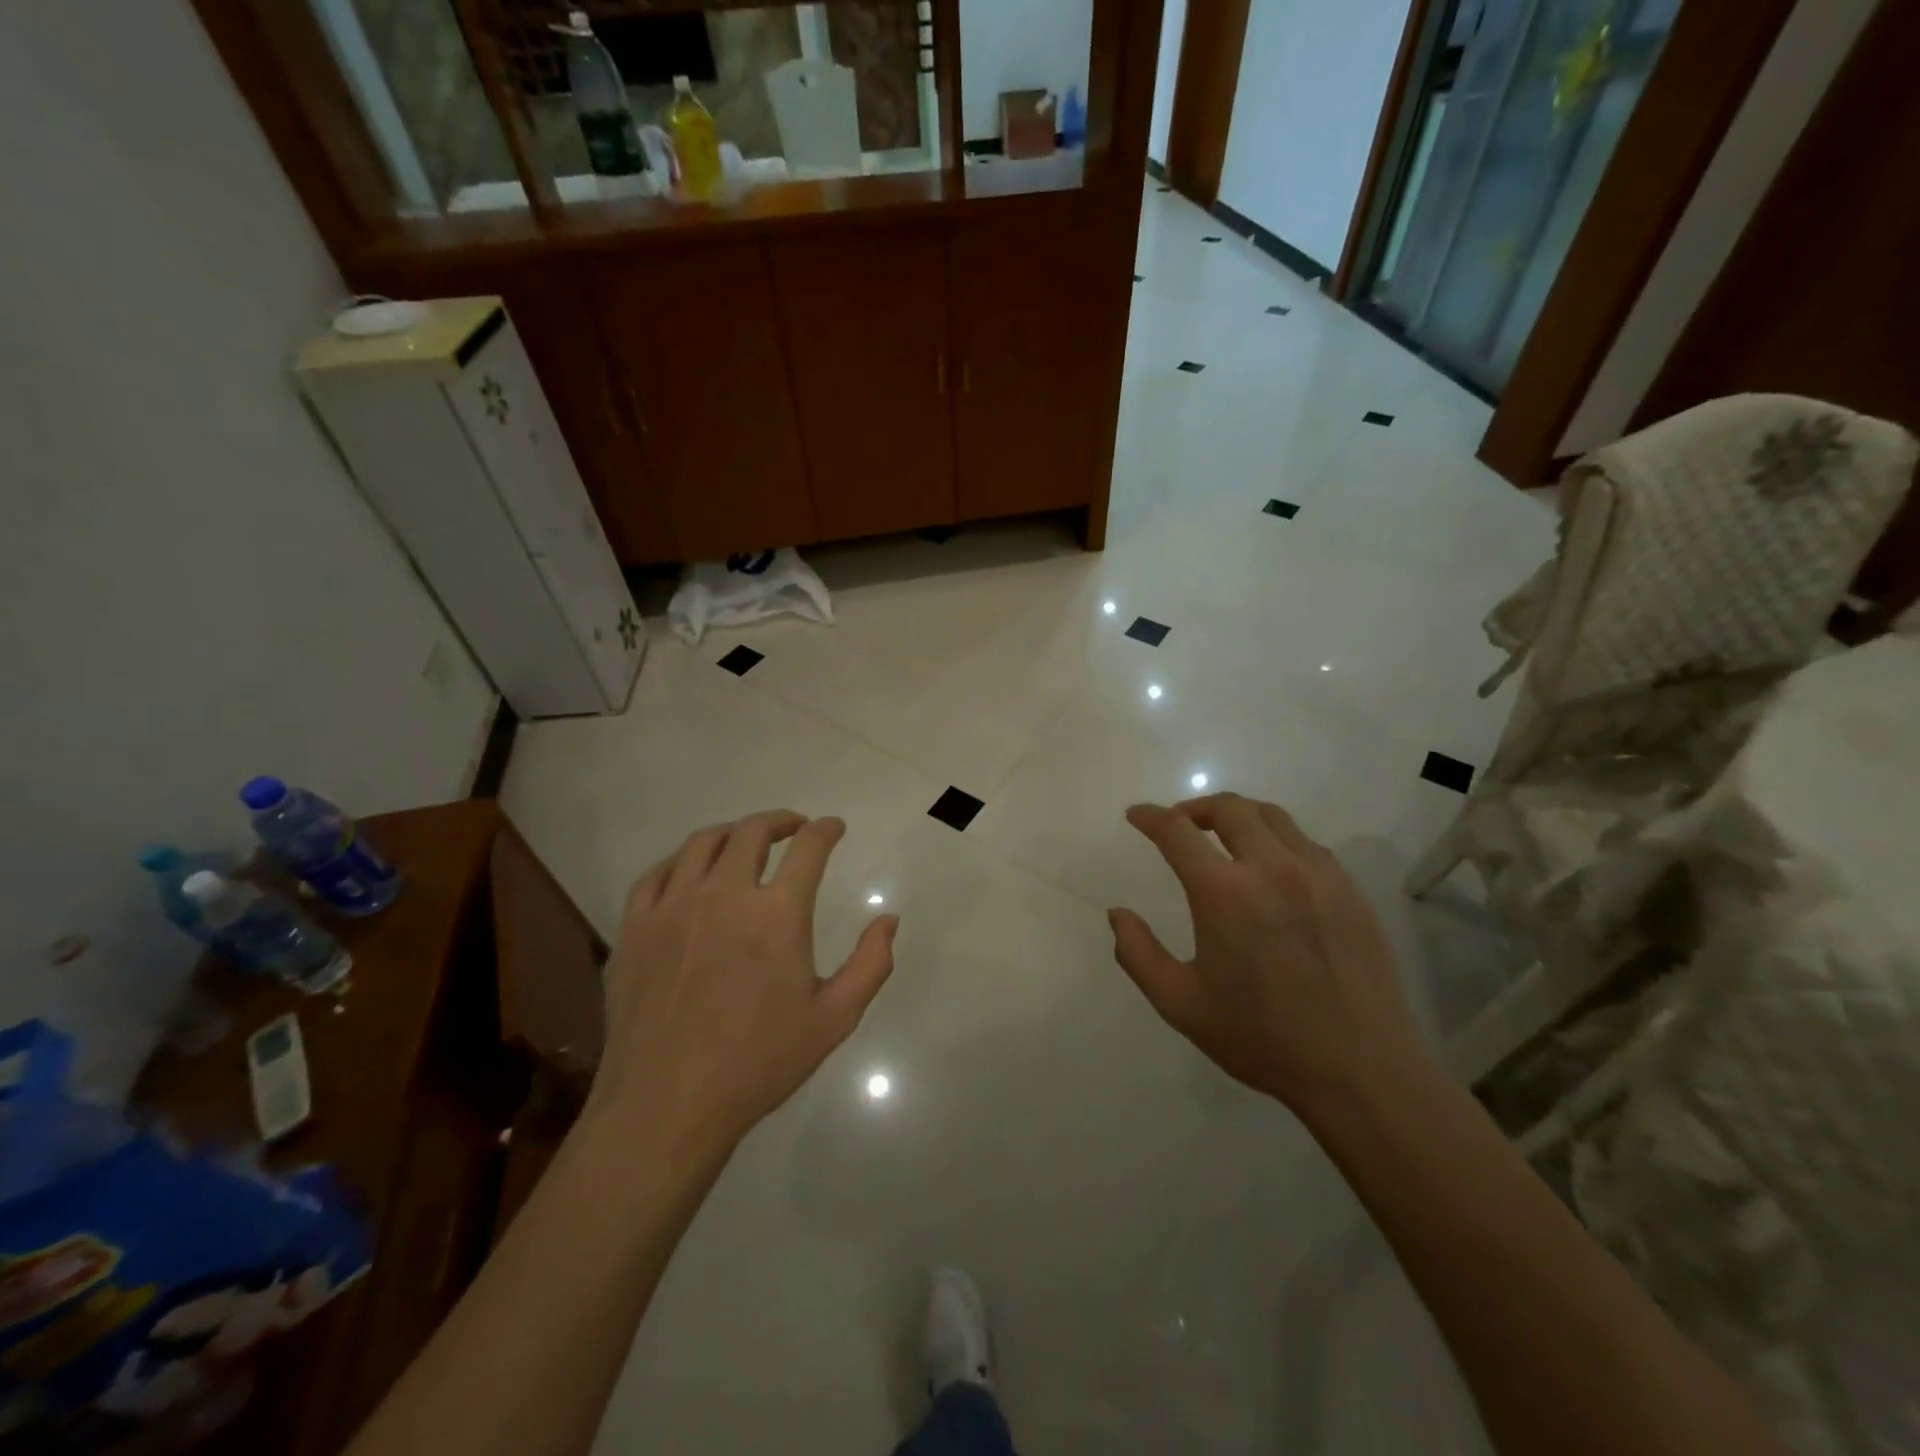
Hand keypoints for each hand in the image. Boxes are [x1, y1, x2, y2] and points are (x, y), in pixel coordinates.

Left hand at [585, 811, 898, 1159]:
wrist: (667, 1106)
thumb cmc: (758, 1063)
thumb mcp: (834, 1019)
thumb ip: (870, 964)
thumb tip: (889, 919)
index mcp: (777, 914)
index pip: (809, 848)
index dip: (826, 830)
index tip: (833, 828)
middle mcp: (724, 894)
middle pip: (752, 832)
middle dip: (780, 821)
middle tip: (793, 829)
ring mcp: (673, 907)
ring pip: (702, 843)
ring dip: (733, 832)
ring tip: (745, 842)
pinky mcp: (635, 927)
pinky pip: (657, 873)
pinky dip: (681, 860)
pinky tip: (690, 872)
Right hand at [1108, 794, 1425, 1110]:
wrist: (1361, 1069)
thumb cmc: (1262, 1038)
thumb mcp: (1181, 1005)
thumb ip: (1139, 954)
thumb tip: (1118, 914)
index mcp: (1224, 893)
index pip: (1177, 831)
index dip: (1151, 817)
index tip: (1136, 815)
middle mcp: (1272, 868)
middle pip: (1229, 808)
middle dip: (1195, 807)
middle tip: (1179, 824)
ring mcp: (1318, 875)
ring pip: (1272, 817)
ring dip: (1238, 816)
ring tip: (1223, 836)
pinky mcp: (1349, 890)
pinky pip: (1306, 843)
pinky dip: (1277, 839)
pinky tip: (1272, 867)